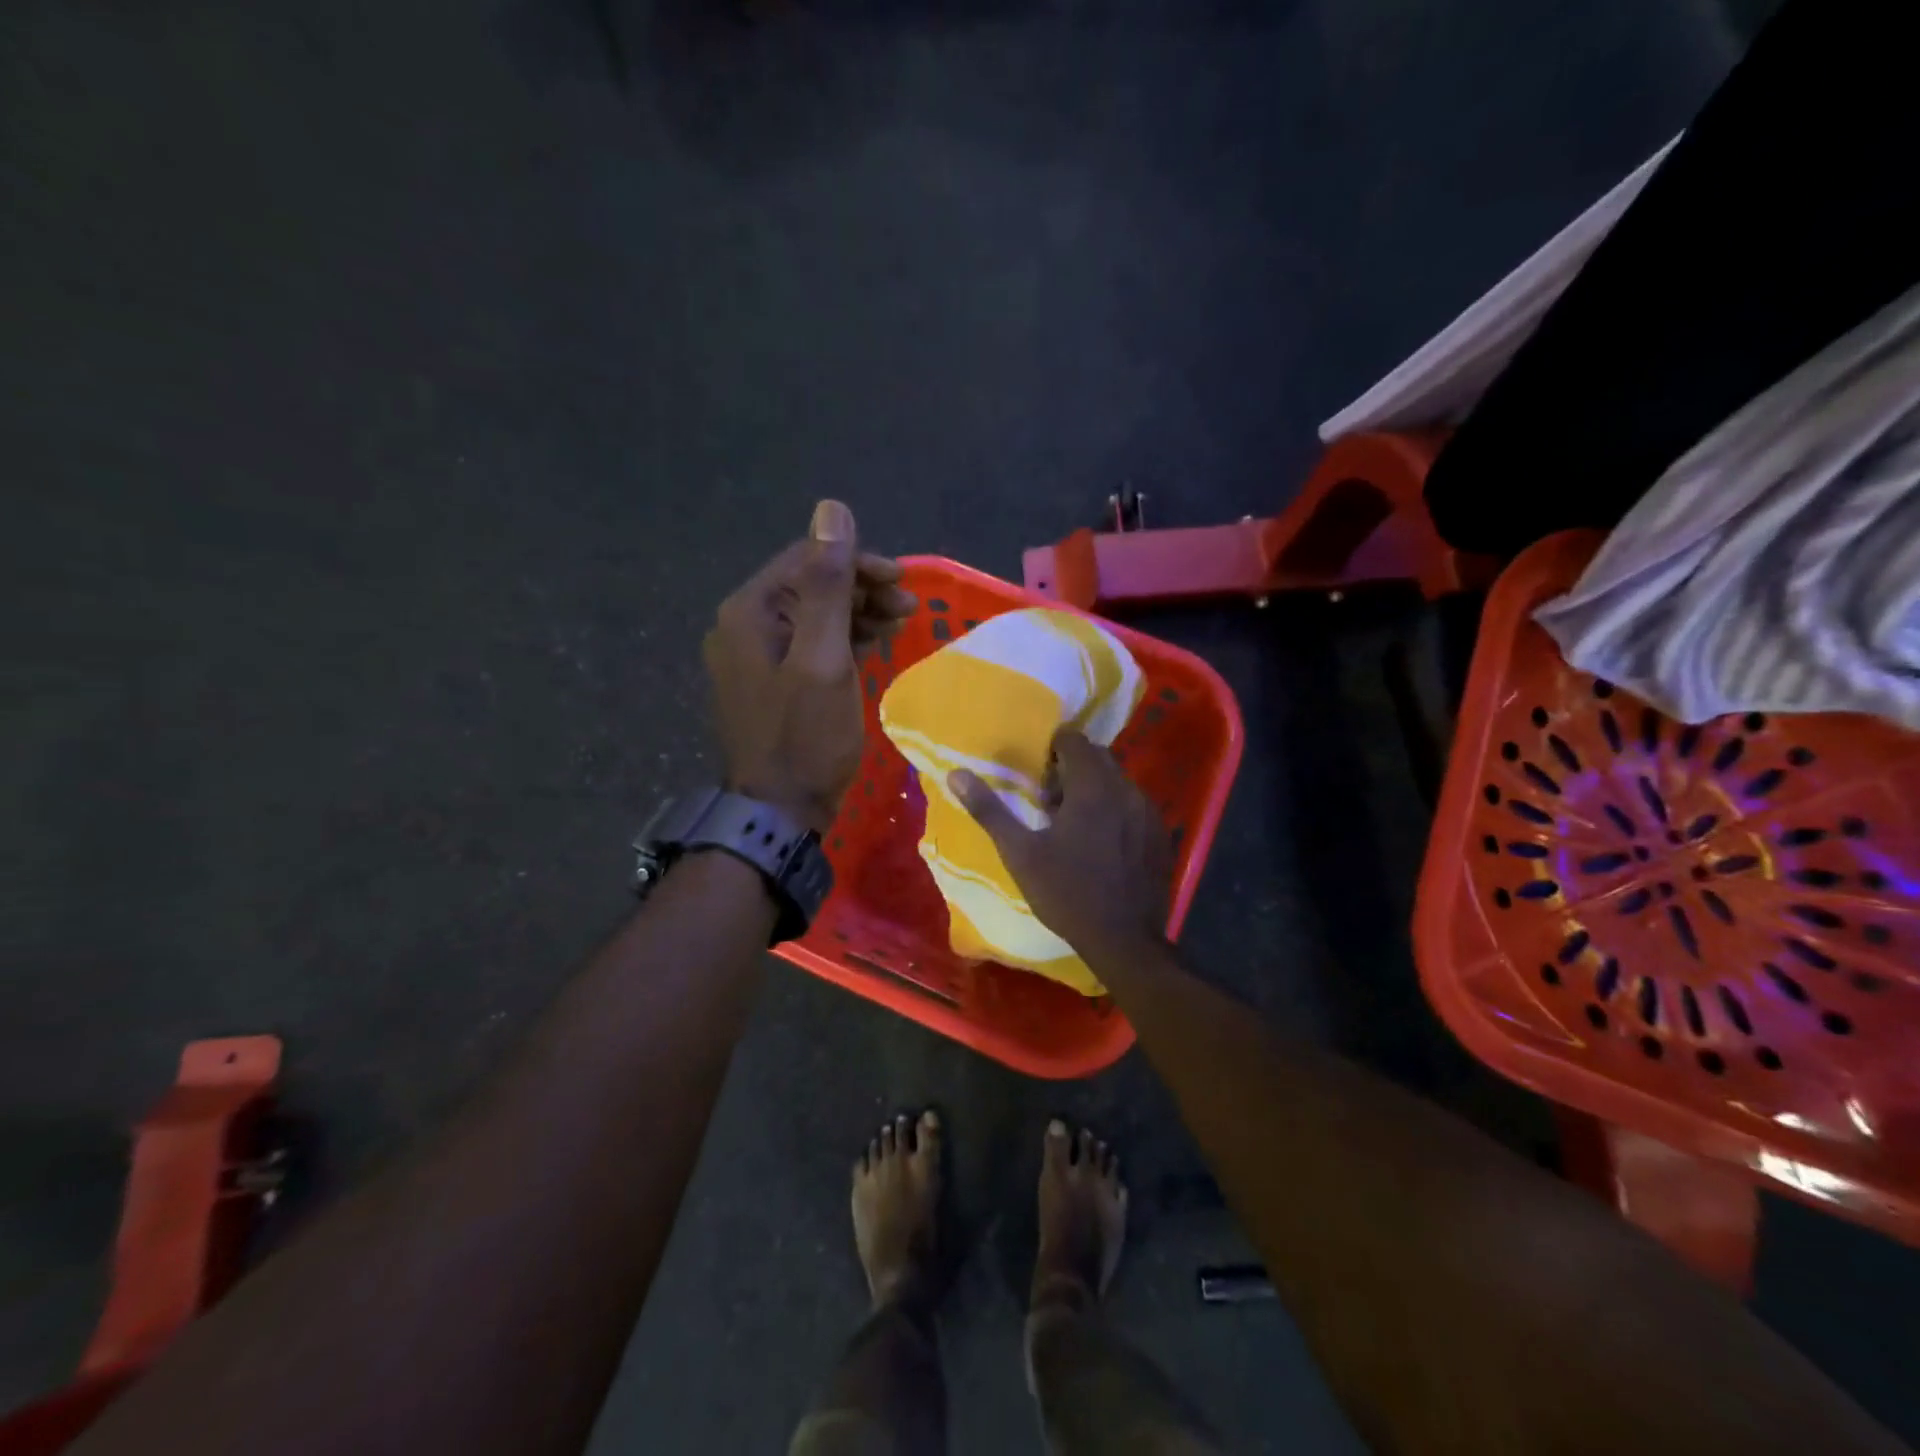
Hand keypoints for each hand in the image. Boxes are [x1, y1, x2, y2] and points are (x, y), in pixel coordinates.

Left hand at [705, 500, 915, 832]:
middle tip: (908, 608)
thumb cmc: (805, 736)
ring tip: (899, 624)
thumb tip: (831, 508)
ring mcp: (753, 657)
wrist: (779, 811)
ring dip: (857, 613)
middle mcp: (743, 625)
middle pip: (809, 586)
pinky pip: (808, 644)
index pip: (807, 560)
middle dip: (861, 590)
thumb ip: (827, 584)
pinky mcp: (768, 682)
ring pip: (811, 615)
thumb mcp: (823, 656)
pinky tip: (872, 646)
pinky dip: (842, 640)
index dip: (858, 564)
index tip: (903, 583)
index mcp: (750, 611)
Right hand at [948, 728, 1172, 960]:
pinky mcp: (1161, 834)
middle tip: (1051, 803)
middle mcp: (1126, 789)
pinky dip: (1116, 811)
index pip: (1074, 740)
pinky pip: (1135, 806)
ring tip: (1074, 825)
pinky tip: (1102, 844)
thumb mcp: (1020, 853)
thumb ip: (989, 810)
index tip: (1039, 779)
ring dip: (1095, 790)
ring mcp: (1149, 812)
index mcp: (1092, 787)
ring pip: (1118, 782)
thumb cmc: (1066, 893)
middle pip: (1098, 758)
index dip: (1053, 751)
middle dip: (1073, 769)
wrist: (1123, 941)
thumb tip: (955, 774)